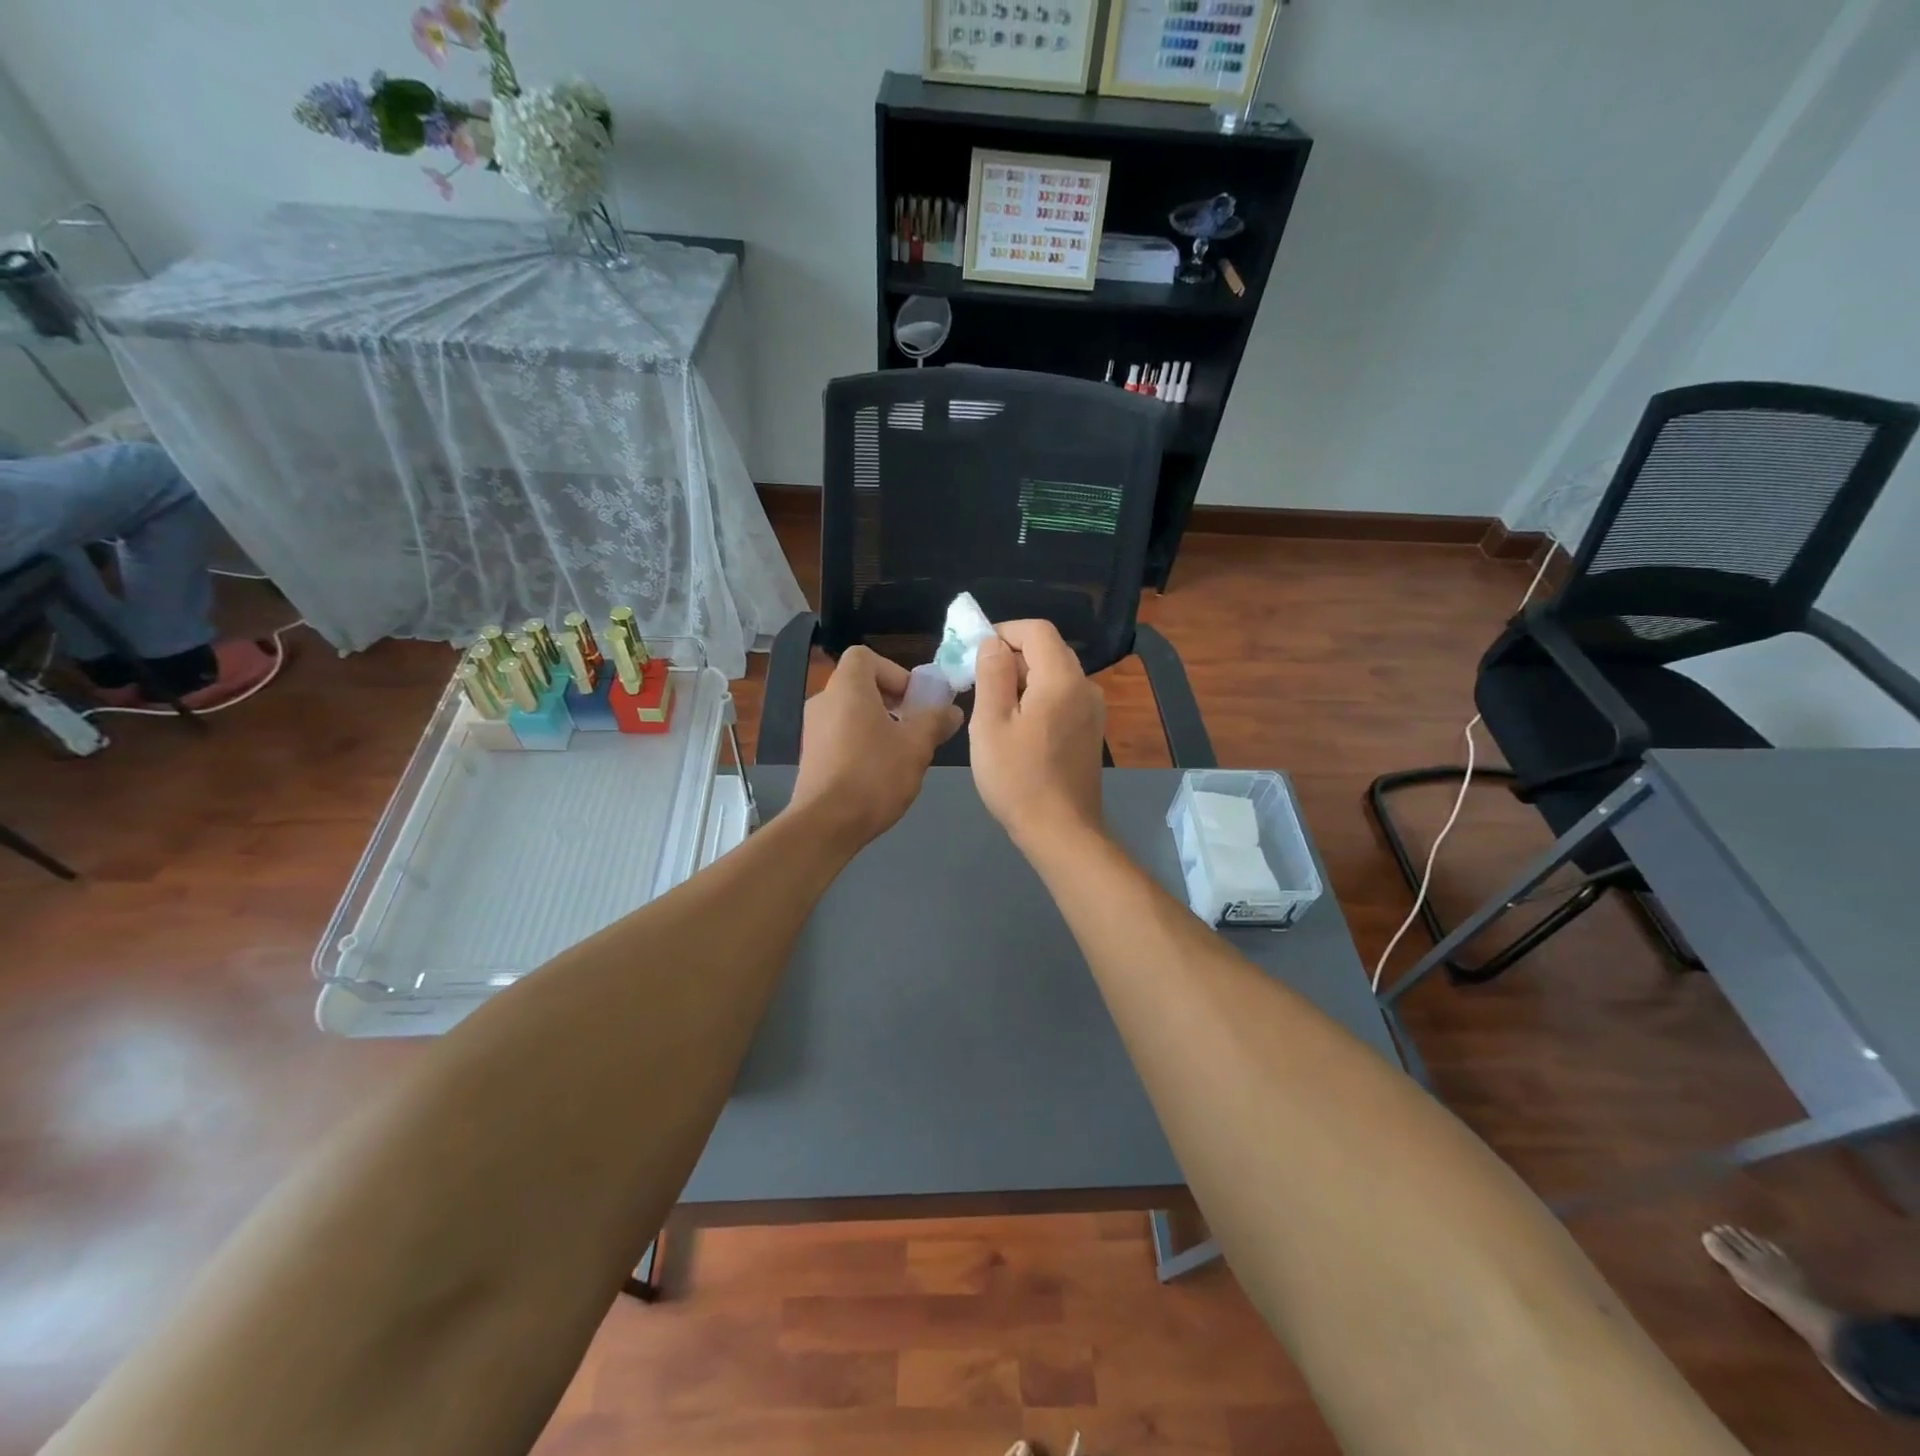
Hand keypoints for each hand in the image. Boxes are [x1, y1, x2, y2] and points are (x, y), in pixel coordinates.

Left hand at [788, 646, 962, 852]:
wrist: (826, 824)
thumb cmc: (874, 775)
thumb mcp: (916, 746)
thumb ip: (935, 722)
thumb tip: (952, 711)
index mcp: (847, 688)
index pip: (864, 656)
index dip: (894, 671)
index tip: (913, 699)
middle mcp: (824, 701)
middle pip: (860, 685)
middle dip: (891, 700)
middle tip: (914, 726)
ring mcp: (812, 729)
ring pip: (851, 713)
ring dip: (878, 724)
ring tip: (901, 752)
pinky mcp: (810, 756)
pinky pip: (840, 735)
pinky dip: (861, 742)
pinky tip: (879, 772)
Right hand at [969, 619, 1104, 850]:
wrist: (1061, 831)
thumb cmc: (1018, 777)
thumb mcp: (991, 723)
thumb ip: (992, 674)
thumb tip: (993, 643)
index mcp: (1062, 678)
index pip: (1036, 630)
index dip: (1003, 631)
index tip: (973, 652)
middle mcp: (1085, 687)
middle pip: (1047, 650)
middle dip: (1010, 656)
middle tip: (975, 679)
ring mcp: (1092, 711)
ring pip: (1053, 675)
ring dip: (1021, 679)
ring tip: (990, 706)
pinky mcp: (1089, 732)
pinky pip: (1061, 698)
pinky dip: (1036, 698)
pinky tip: (1015, 727)